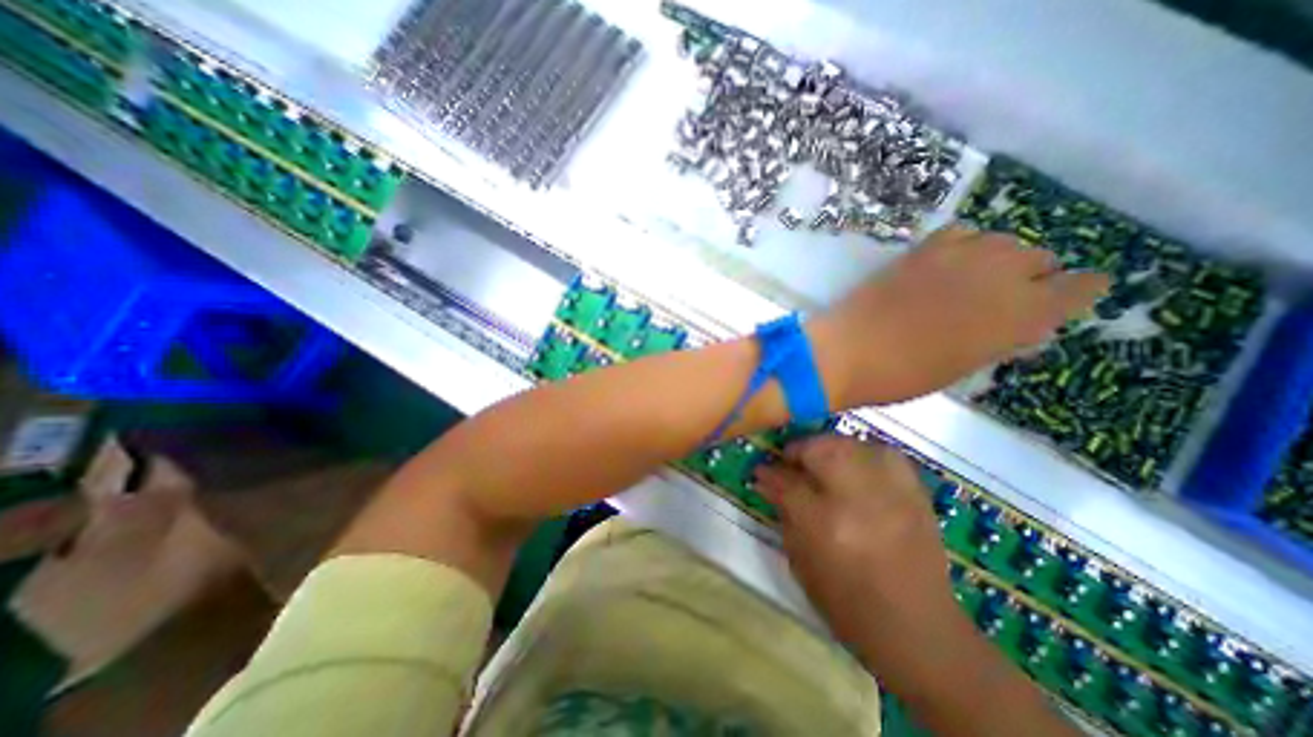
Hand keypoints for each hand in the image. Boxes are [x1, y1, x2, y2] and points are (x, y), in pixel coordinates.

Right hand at [755, 432, 1082, 735]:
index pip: (788, 482)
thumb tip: (766, 480)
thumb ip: (783, 513)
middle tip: (790, 460)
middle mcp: (859, 500)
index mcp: (825, 525)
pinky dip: (864, 452)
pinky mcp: (916, 494)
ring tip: (821, 460)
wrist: (917, 629)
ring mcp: (892, 494)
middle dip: (800, 449)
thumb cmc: (847, 602)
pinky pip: (886, 454)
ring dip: (830, 447)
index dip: (770, 472)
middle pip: (823, 450)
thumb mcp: (801, 561)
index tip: (761, 468)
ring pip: (853, 445)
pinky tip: (855, 464)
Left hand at [813, 224, 1104, 409]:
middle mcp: (999, 277)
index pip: (1078, 289)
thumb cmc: (901, 375)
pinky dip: (966, 244)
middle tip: (1012, 293)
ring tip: (980, 277)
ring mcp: (958, 258)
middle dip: (1035, 275)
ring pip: (1003, 241)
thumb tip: (1017, 323)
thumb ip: (997, 338)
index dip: (1080, 290)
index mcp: (1019, 316)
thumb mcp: (962, 365)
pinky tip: (953, 260)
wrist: (847, 352)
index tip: (1078, 292)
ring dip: (1001, 257)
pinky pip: (960, 233)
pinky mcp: (921, 251)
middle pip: (1040, 258)